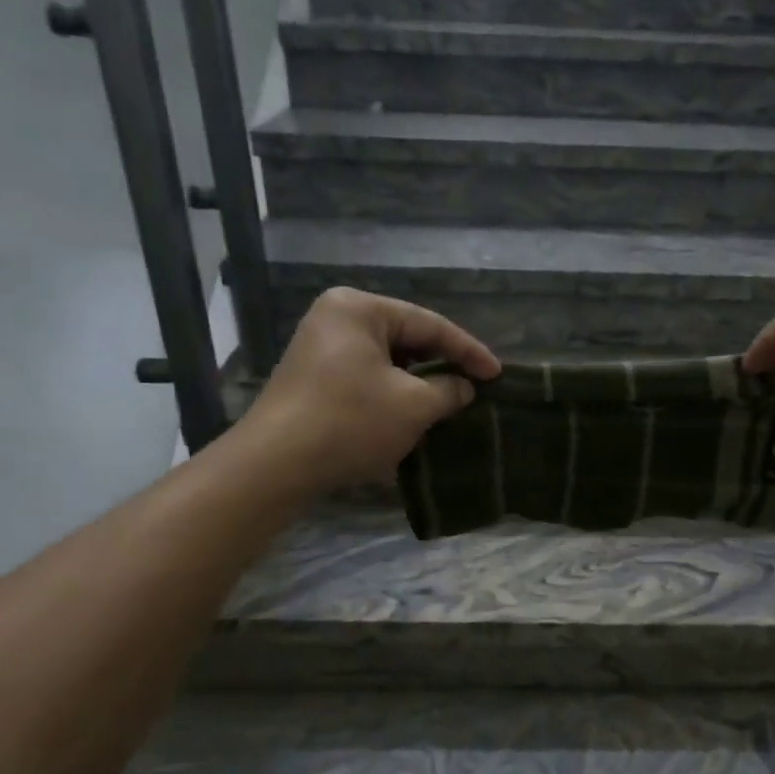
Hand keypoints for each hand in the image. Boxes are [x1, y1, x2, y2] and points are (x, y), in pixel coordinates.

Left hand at [242, 287, 500, 493]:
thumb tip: (464, 387)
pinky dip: (392, 393)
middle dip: (441, 365)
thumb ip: (448, 390)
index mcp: (359, 308)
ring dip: (418, 383)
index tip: (497, 374)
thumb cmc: (351, 421)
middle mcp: (336, 318)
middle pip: (406, 339)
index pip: (429, 324)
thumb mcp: (413, 405)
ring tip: (449, 401)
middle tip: (475, 386)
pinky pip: (365, 377)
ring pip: (386, 361)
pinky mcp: (313, 378)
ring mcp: (320, 348)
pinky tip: (412, 413)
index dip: (468, 350)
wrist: (276, 465)